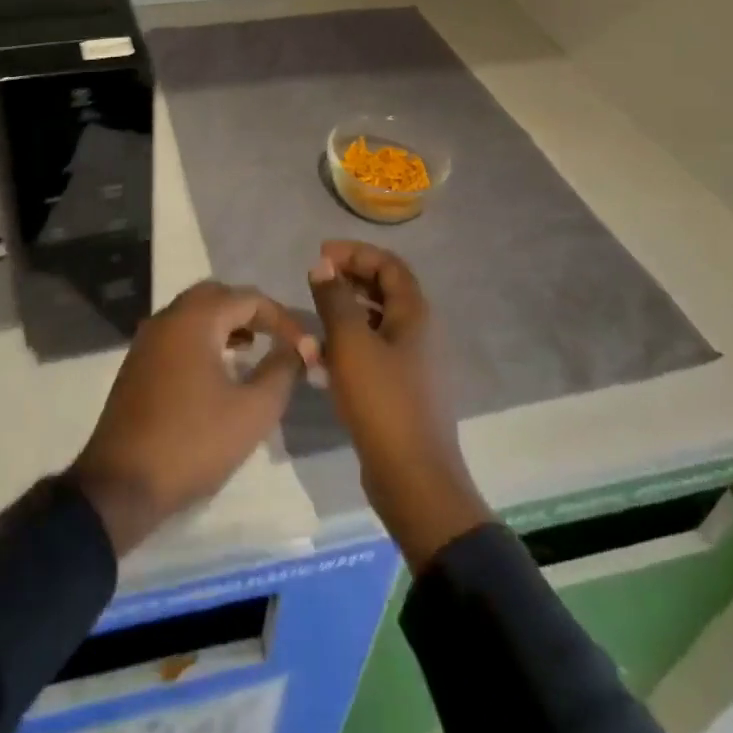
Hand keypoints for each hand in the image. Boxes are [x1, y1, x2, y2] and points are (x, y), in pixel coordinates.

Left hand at [72, 281, 312, 555]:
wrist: (122, 483)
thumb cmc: (193, 442)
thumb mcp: (252, 412)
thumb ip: (281, 372)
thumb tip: (298, 348)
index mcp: (195, 319)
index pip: (248, 298)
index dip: (282, 317)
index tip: (304, 345)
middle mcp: (168, 317)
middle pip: (217, 295)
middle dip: (250, 311)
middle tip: (277, 336)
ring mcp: (148, 339)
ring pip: (194, 312)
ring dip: (226, 323)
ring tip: (253, 348)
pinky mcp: (138, 362)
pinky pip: (178, 333)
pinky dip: (204, 337)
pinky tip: (219, 368)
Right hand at [308, 240, 493, 568]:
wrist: (413, 479)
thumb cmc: (382, 401)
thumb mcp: (351, 343)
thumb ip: (335, 299)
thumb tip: (323, 265)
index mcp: (415, 314)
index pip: (388, 264)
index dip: (355, 253)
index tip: (320, 255)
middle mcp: (419, 333)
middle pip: (384, 291)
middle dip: (348, 281)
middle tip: (315, 281)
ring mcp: (413, 364)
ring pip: (376, 324)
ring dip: (344, 315)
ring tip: (312, 321)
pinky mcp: (401, 391)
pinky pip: (372, 354)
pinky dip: (348, 347)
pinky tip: (321, 361)